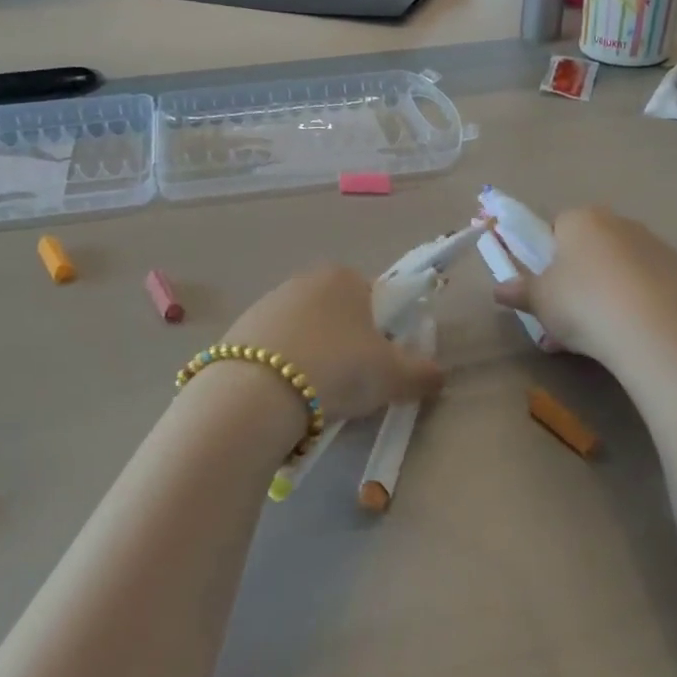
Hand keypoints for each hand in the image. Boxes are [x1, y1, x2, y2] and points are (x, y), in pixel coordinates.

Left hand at [224, 266, 441, 424]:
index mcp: (344, 277)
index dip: (382, 334)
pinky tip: (282, 399)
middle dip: (346, 347)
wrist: (256, 392)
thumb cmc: (338, 369)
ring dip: (313, 359)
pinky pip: (272, 351)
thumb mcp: (393, 376)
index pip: (374, 298)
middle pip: (337, 316)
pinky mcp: (237, 331)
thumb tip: (438, 375)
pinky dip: (281, 371)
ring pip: (304, 334)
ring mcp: (266, 303)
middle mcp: (303, 280)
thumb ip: (422, 373)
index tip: (379, 366)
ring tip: (313, 398)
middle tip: (350, 386)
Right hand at [492, 207, 676, 365]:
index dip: (547, 256)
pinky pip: (652, 286)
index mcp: (582, 220)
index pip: (557, 226)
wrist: (658, 334)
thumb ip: (519, 292)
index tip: (545, 287)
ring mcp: (658, 247)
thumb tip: (499, 290)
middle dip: (579, 275)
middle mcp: (621, 224)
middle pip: (591, 246)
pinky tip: (635, 334)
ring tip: (603, 333)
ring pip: (622, 267)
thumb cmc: (584, 305)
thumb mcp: (540, 302)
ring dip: (610, 290)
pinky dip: (641, 304)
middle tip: (569, 313)